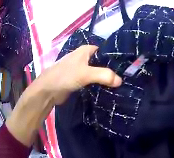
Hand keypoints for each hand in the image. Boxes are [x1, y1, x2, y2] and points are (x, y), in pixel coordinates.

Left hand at [6, 45, 121, 145]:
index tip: (125, 68)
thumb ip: (103, 75)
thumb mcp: (85, 73)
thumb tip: (120, 81)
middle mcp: (84, 57)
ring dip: (104, 78)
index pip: (105, 52)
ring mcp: (80, 69)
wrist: (48, 91)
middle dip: (110, 70)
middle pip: (101, 62)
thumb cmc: (65, 76)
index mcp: (86, 50)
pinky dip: (97, 85)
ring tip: (117, 85)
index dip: (114, 59)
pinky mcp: (77, 80)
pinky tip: (105, 90)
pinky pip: (91, 81)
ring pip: (96, 72)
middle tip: (123, 79)